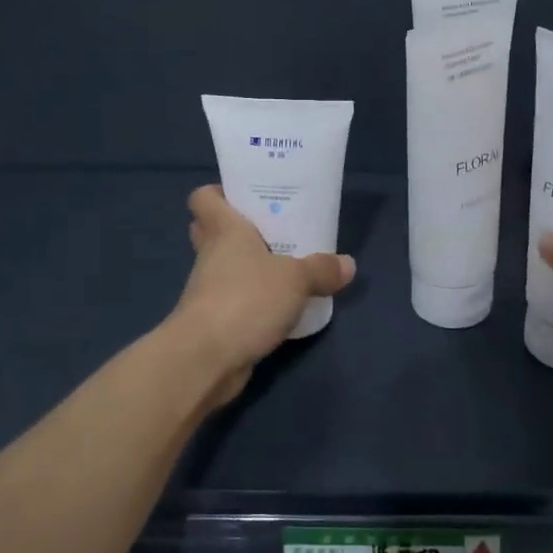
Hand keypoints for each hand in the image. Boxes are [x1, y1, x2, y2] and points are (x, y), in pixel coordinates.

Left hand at [169, 185, 356, 406]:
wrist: (205, 359)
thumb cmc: (246, 300)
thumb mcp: (295, 280)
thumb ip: (321, 269)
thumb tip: (348, 264)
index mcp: (224, 230)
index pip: (204, 198)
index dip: (221, 193)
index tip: (247, 196)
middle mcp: (211, 255)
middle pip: (213, 231)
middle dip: (240, 229)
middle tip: (274, 230)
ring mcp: (208, 290)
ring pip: (226, 268)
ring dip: (250, 268)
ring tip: (288, 269)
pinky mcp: (213, 322)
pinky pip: (234, 301)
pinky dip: (253, 302)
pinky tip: (282, 307)